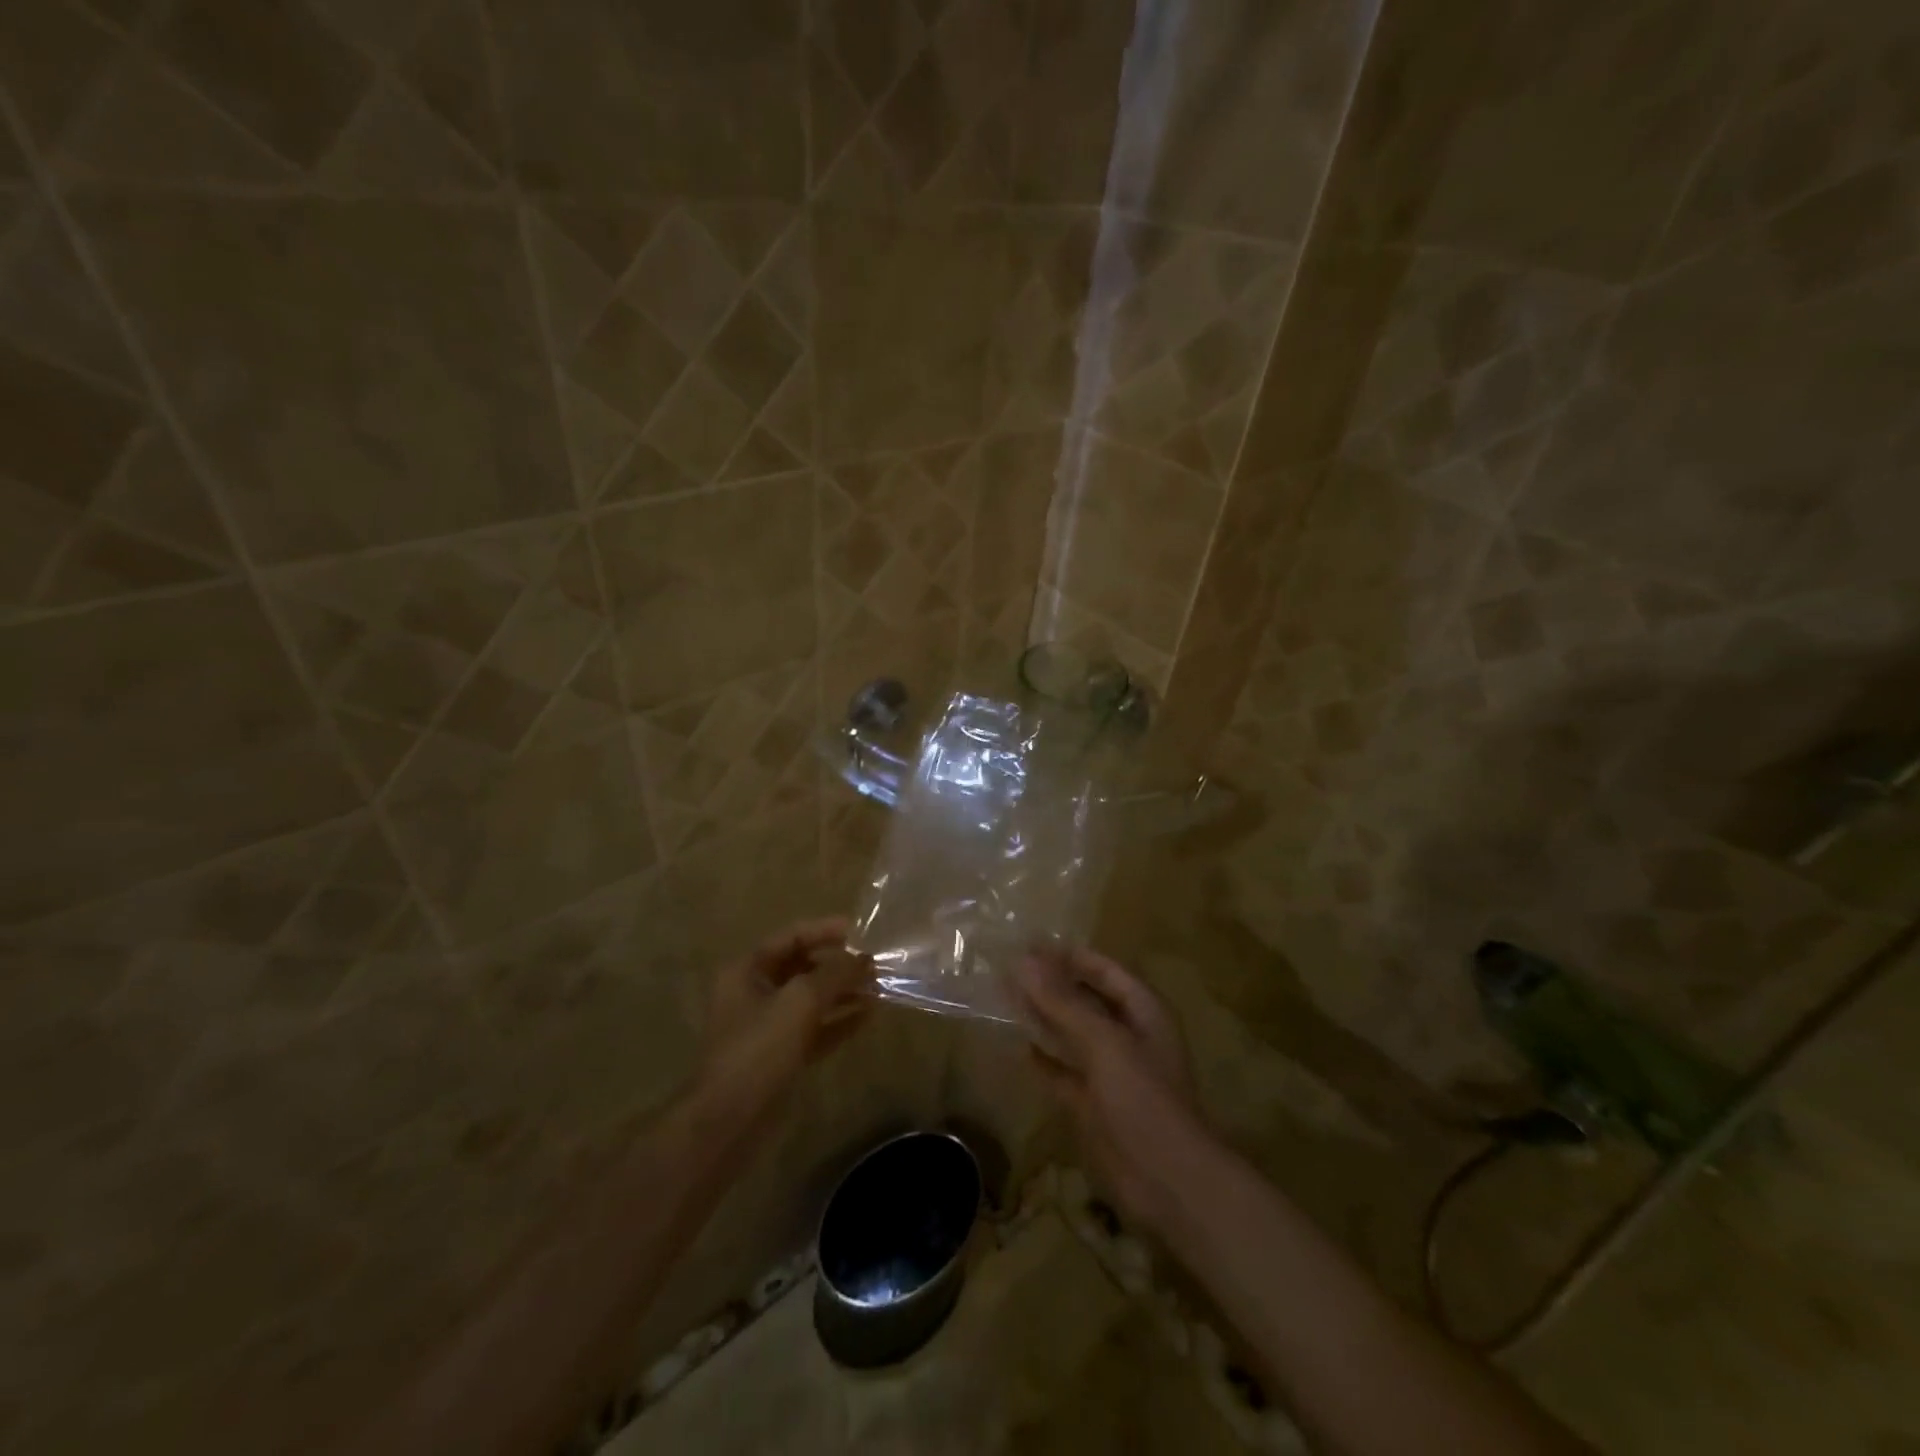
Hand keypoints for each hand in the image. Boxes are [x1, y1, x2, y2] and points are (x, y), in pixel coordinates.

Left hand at [697, 917, 870, 1122]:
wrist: (730, 1120)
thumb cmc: (760, 1048)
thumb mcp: (800, 1000)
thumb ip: (835, 973)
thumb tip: (864, 959)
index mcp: (747, 971)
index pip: (791, 937)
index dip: (826, 930)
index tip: (861, 931)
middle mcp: (755, 993)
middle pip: (803, 967)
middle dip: (839, 964)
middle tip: (875, 963)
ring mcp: (768, 1027)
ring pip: (812, 1000)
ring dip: (844, 992)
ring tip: (880, 987)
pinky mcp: (781, 1056)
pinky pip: (815, 1029)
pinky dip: (839, 1020)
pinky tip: (869, 1015)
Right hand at [1012, 945, 1208, 1231]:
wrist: (1168, 1182)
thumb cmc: (1143, 1099)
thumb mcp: (1103, 1043)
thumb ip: (1063, 1002)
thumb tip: (1023, 960)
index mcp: (1142, 1012)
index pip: (1103, 970)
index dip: (1069, 956)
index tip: (1029, 944)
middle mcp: (1128, 1036)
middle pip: (1085, 999)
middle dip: (1051, 984)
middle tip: (1008, 967)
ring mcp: (1111, 1072)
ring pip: (1072, 1034)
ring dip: (1044, 1017)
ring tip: (1005, 997)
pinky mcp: (1094, 1105)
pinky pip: (1065, 1073)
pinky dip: (1045, 1060)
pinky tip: (1019, 1048)